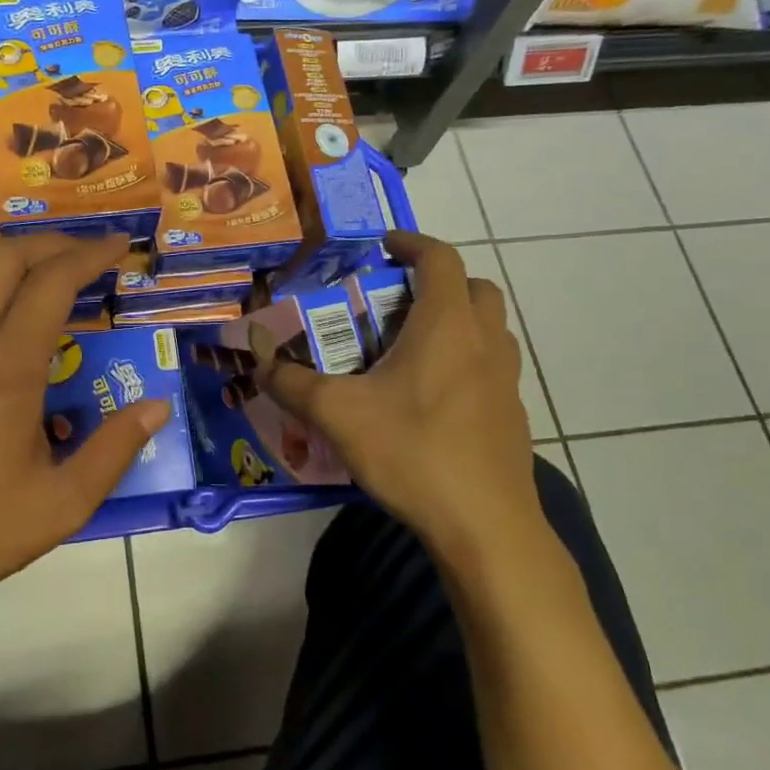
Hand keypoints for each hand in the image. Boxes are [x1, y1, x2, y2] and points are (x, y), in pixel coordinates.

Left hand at [0, 233, 170, 639]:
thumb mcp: (61, 506)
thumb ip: (114, 451)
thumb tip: (157, 406)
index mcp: (9, 372)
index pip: (52, 283)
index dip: (90, 255)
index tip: (119, 247)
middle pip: (6, 259)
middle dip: (53, 243)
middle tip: (87, 255)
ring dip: (11, 259)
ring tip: (43, 273)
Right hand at [251, 231, 542, 570]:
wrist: (485, 526)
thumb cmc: (413, 452)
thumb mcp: (339, 415)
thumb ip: (293, 384)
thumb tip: (259, 363)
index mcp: (446, 326)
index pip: (439, 258)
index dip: (411, 243)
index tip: (383, 246)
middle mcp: (484, 342)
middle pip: (473, 288)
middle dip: (436, 281)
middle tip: (395, 299)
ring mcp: (505, 380)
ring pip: (487, 328)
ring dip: (454, 320)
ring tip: (408, 345)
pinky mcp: (511, 414)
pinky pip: (489, 365)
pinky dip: (463, 359)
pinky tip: (427, 396)